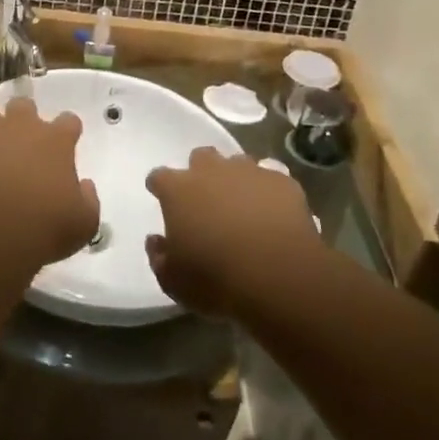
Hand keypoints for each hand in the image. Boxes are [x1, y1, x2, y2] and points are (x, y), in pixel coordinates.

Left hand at [0, 98, 98, 270]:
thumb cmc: (46, 228)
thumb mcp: (84, 223)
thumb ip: (88, 200)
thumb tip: (85, 185)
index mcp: (56, 141)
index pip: (69, 121)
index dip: (66, 131)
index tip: (63, 145)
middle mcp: (22, 126)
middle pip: (23, 106)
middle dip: (21, 119)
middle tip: (17, 143)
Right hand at [145, 148, 318, 316]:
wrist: (278, 277)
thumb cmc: (216, 279)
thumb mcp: (174, 282)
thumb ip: (159, 257)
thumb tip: (156, 241)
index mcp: (177, 190)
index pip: (159, 177)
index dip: (161, 187)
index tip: (162, 198)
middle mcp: (211, 171)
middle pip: (200, 157)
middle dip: (201, 174)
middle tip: (207, 201)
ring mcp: (249, 172)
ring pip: (238, 163)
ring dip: (236, 180)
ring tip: (243, 207)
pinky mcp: (282, 182)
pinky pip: (271, 179)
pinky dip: (269, 193)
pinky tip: (274, 214)